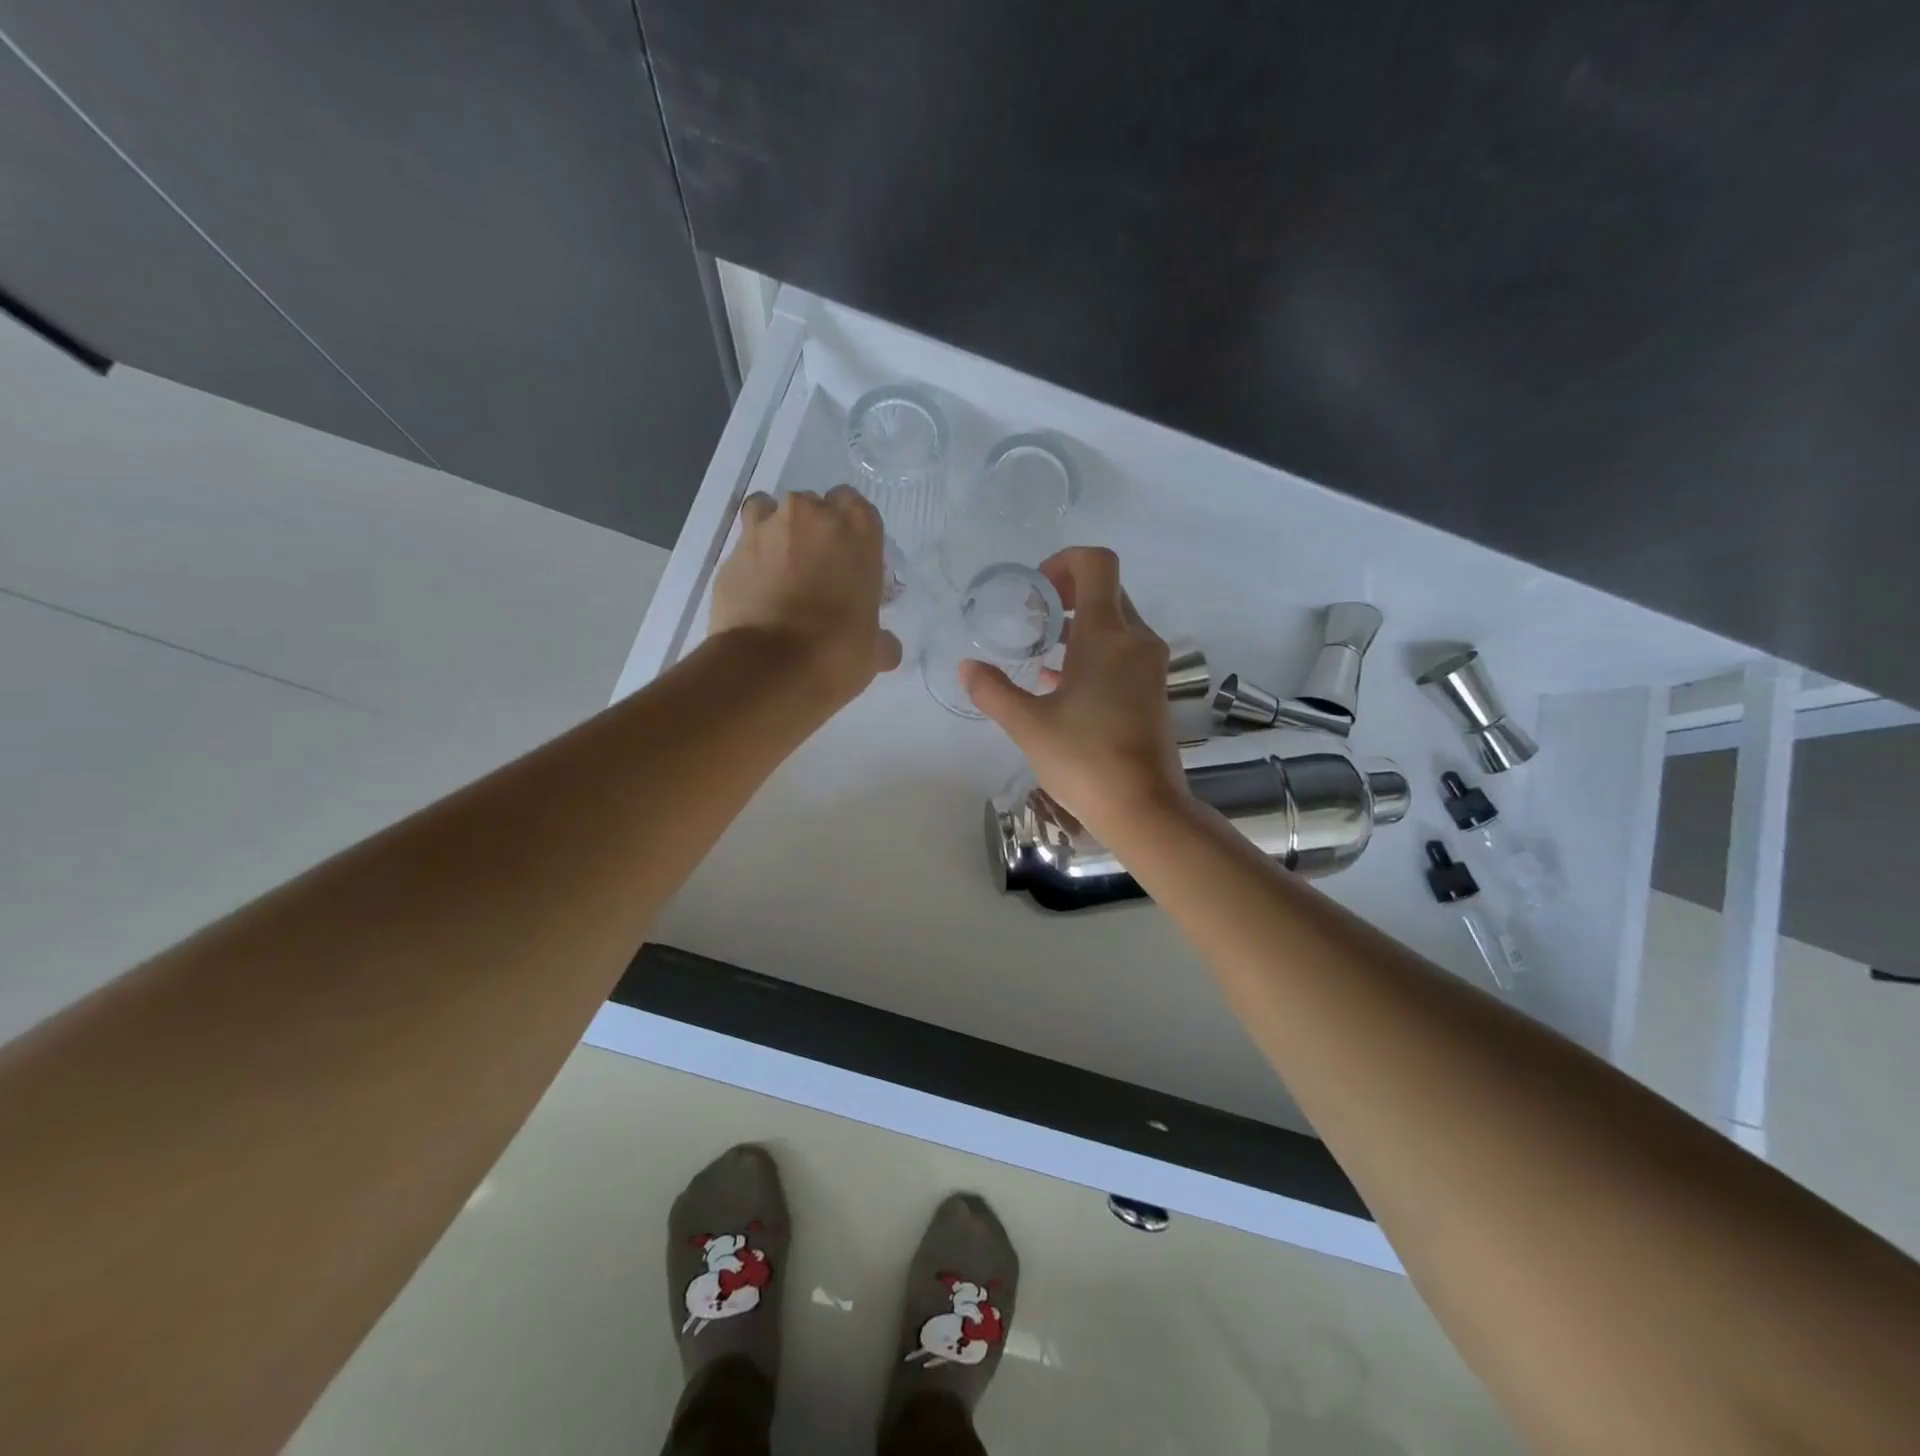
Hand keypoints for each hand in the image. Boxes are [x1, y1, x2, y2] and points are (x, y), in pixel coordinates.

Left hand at [710, 487, 901, 704]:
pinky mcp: (731, 554)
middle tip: (816, 570)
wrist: (772, 668)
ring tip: (779, 572)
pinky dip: (750, 564)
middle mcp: (811, 515)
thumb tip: (886, 646)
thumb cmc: (838, 651)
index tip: (849, 560)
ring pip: (770, 513)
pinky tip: (755, 593)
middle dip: (813, 532)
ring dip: (776, 535)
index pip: (856, 507)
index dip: (850, 533)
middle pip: (813, 507)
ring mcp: (766, 529)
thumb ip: (881, 638)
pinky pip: (744, 548)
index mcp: (857, 529)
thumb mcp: (874, 650)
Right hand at [961, 547, 1189, 836]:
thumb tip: (967, 668)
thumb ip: (993, 691)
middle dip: (1067, 594)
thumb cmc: (1085, 759)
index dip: (1064, 561)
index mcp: (1107, 635)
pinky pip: (1123, 651)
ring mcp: (1150, 666)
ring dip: (1080, 625)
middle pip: (1107, 591)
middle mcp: (1136, 640)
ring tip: (1040, 649)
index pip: (1097, 564)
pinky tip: (1059, 682)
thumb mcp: (1028, 725)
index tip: (1035, 590)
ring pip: (1116, 623)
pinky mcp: (1153, 690)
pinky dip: (1094, 652)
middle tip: (1032, 617)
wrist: (1144, 808)